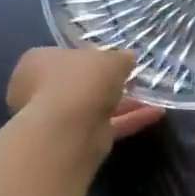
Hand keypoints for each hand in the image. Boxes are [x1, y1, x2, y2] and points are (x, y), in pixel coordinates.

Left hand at [5, 48, 163, 156]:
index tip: (113, 60)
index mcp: (38, 62)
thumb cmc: (82, 80)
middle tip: (134, 79)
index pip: (64, 56)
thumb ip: (121, 58)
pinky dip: (130, 119)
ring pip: (95, 107)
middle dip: (108, 84)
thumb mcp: (110, 59)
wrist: (70, 127)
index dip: (90, 58)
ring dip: (124, 103)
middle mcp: (39, 90)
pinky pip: (107, 126)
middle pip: (80, 84)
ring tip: (153, 97)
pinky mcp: (76, 139)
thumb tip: (128, 59)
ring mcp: (57, 117)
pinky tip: (157, 114)